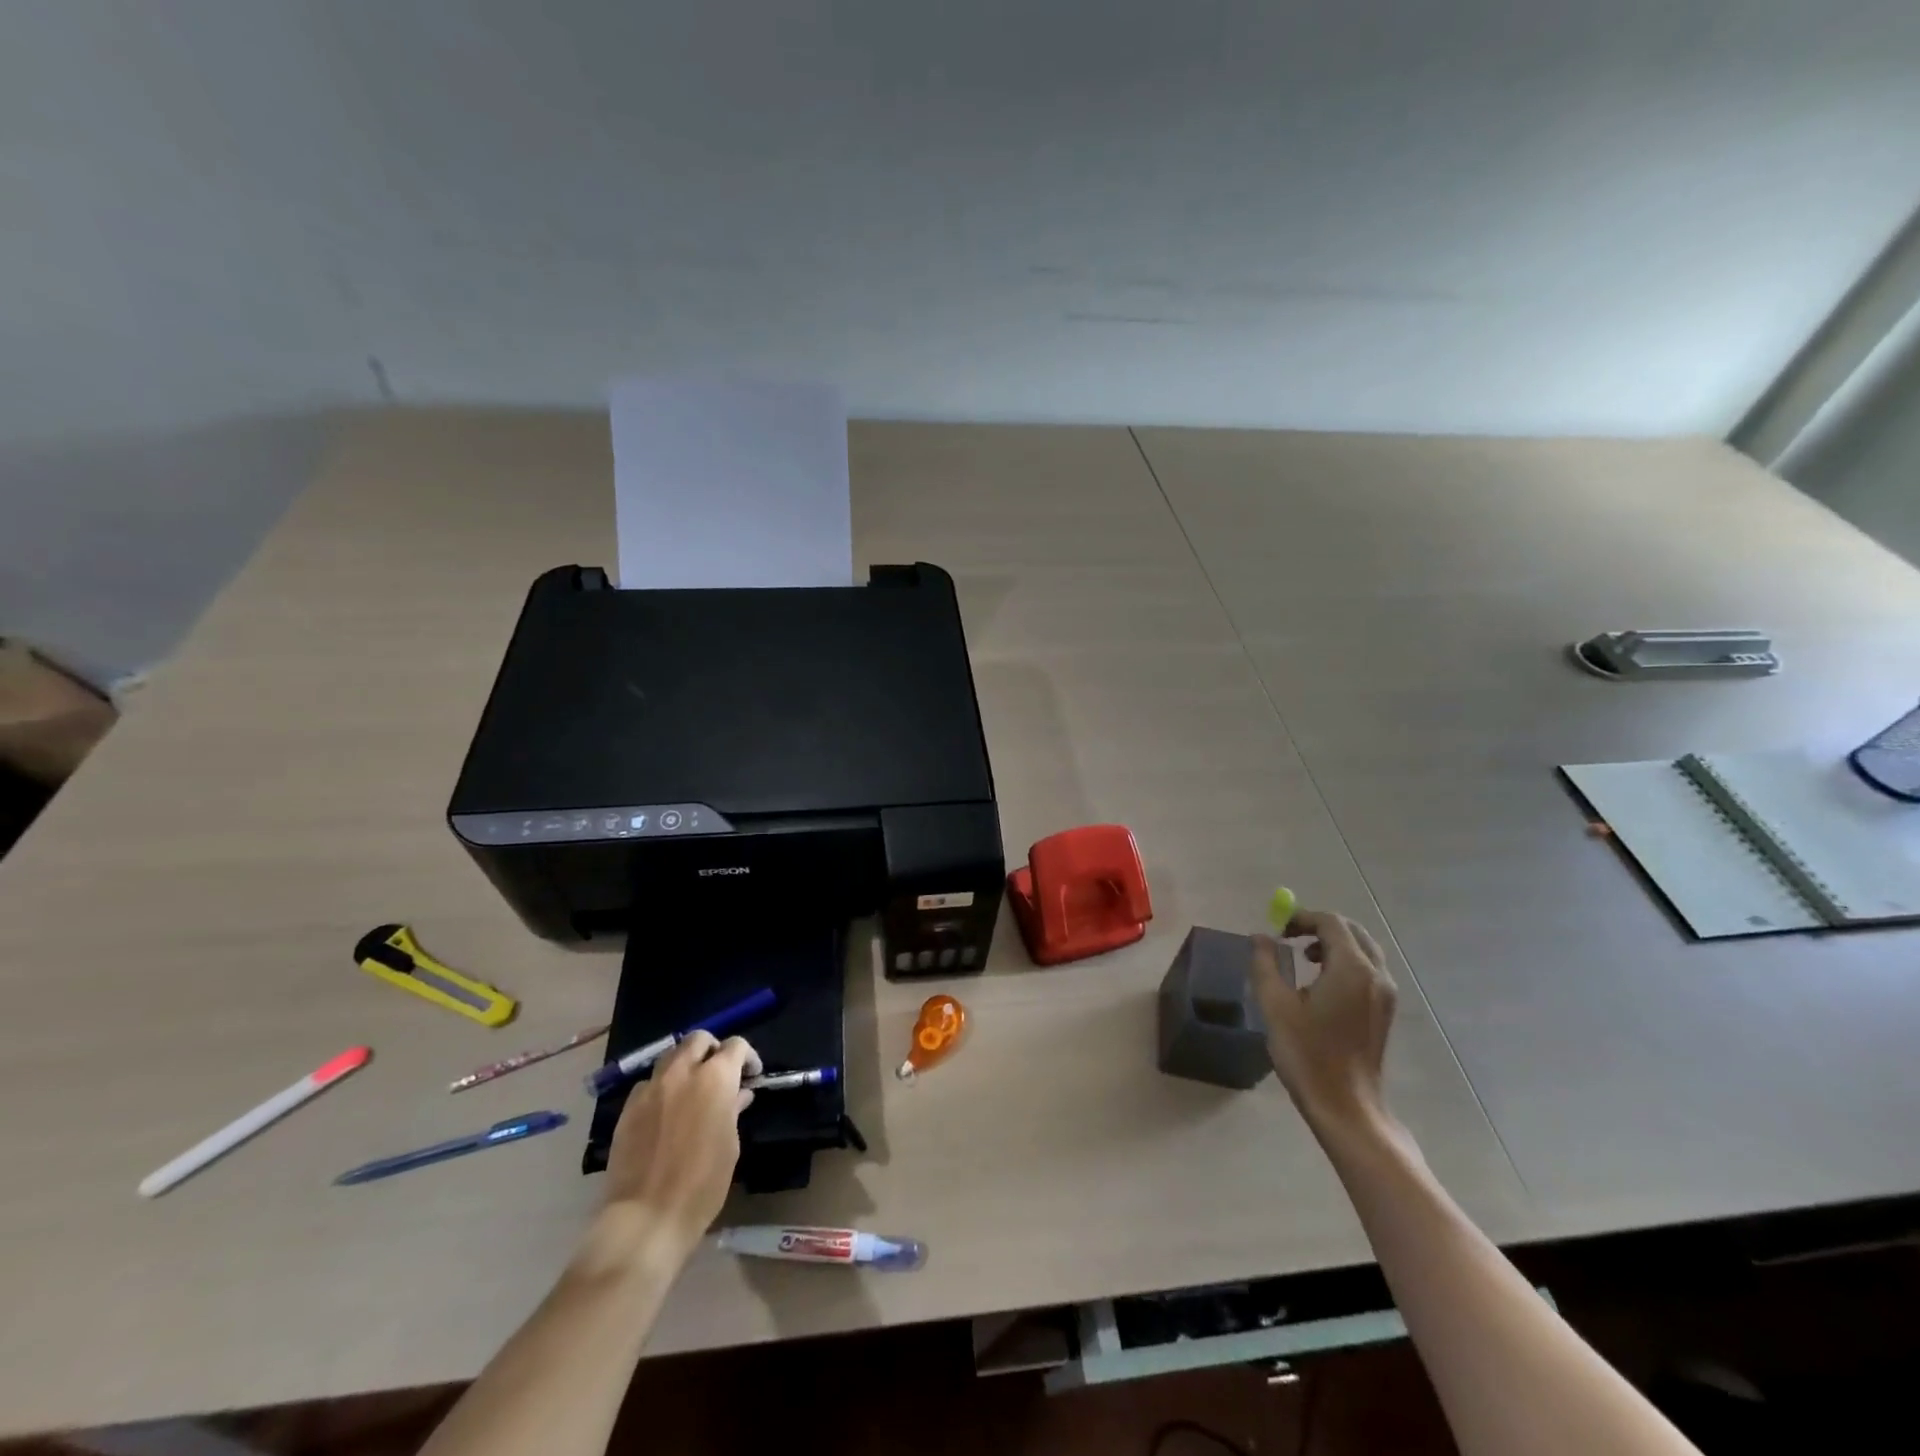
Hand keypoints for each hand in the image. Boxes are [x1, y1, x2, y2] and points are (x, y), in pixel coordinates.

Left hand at [601, 1031, 761, 1259]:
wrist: (646, 1217)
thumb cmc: (702, 1184)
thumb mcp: (730, 1145)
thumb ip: (733, 1110)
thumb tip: (738, 1094)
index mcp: (715, 1078)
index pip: (735, 1046)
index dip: (747, 1057)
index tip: (751, 1076)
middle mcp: (682, 1072)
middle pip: (698, 1039)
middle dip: (712, 1050)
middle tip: (719, 1073)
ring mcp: (651, 1088)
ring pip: (670, 1056)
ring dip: (685, 1064)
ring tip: (691, 1090)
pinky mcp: (628, 1108)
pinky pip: (648, 1084)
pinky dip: (661, 1088)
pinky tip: (664, 1112)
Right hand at [1250, 908, 1397, 1134]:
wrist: (1345, 1105)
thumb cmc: (1307, 1053)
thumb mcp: (1275, 1004)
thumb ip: (1265, 963)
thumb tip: (1260, 937)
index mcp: (1352, 969)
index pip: (1331, 923)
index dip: (1302, 918)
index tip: (1277, 930)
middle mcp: (1376, 975)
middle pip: (1352, 932)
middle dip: (1319, 927)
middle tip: (1289, 938)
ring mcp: (1385, 994)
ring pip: (1363, 950)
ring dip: (1333, 944)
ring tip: (1302, 958)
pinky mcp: (1384, 1011)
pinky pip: (1367, 970)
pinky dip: (1344, 962)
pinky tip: (1320, 983)